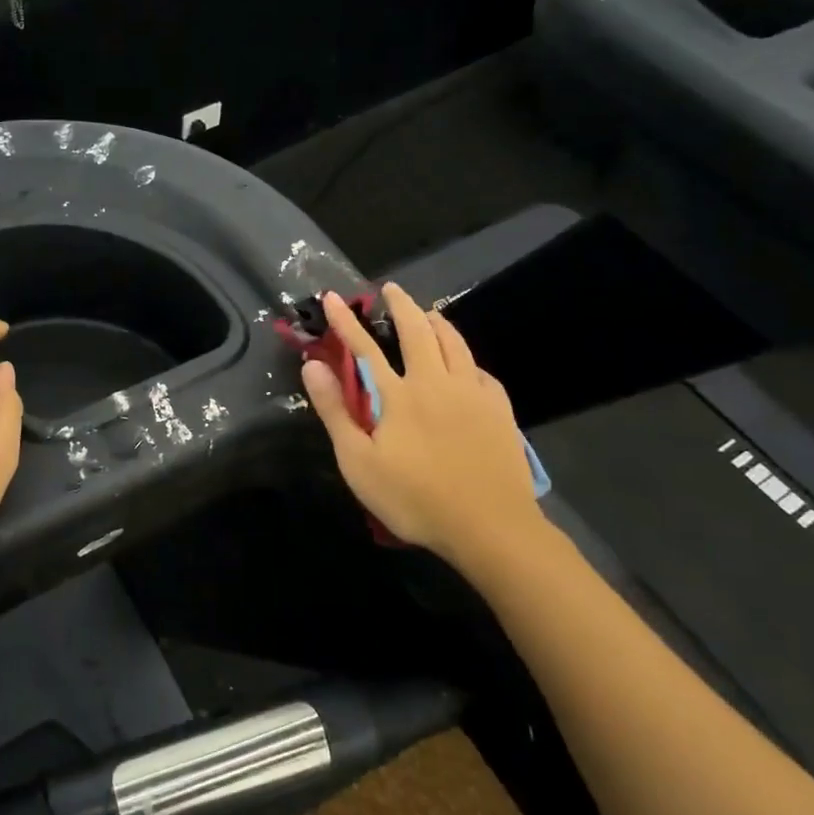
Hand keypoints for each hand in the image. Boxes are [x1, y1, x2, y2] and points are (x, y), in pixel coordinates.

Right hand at [300, 285, 545, 563]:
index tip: (332, 297)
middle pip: (418, 331)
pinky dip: (467, 358)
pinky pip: (481, 371)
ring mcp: (473, 394)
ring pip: (455, 344)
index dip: (346, 321)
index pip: (365, 348)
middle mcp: (436, 383)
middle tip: (391, 288)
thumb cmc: (414, 499)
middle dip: (401, 305)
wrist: (489, 526)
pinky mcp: (499, 410)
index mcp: (399, 395)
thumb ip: (335, 411)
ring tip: (428, 312)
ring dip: (438, 322)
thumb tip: (313, 366)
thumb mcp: (359, 462)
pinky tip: (467, 363)